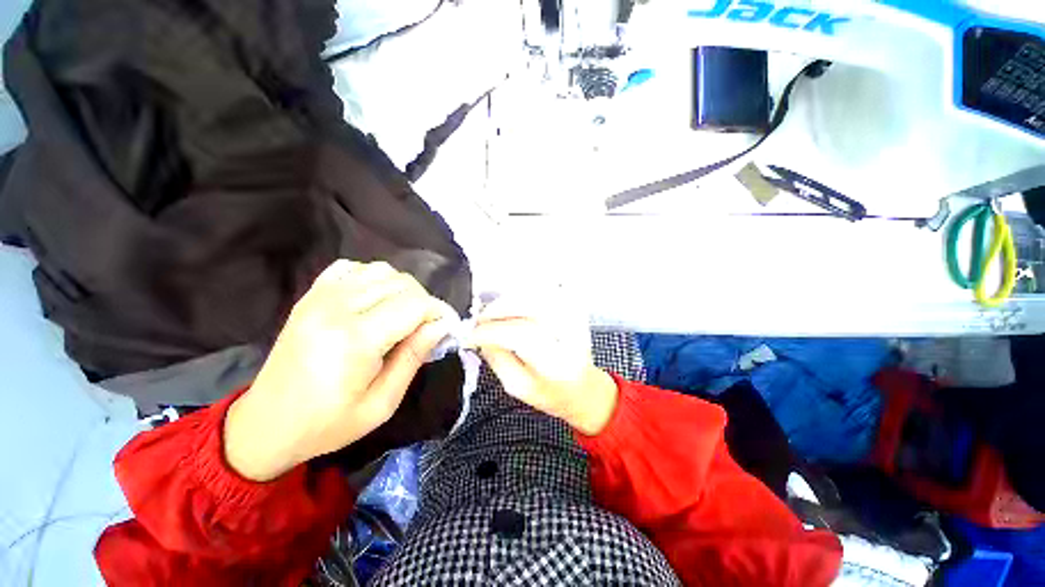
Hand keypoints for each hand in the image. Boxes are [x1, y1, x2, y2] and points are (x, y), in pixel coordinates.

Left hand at [224, 261, 454, 481]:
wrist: (267, 424)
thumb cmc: (329, 423)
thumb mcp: (383, 403)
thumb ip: (414, 358)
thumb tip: (441, 326)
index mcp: (356, 339)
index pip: (414, 304)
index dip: (438, 311)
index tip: (446, 327)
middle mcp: (337, 308)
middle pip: (401, 283)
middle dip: (424, 301)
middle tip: (426, 326)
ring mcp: (320, 297)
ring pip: (381, 270)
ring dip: (402, 289)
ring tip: (403, 314)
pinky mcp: (310, 296)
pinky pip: (353, 268)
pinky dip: (373, 278)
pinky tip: (375, 300)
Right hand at [470, 297, 618, 435]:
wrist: (583, 387)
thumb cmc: (550, 393)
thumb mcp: (517, 386)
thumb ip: (497, 358)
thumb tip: (480, 334)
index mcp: (558, 363)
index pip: (523, 335)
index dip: (492, 331)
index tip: (471, 334)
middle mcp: (571, 334)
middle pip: (530, 307)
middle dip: (497, 310)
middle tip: (479, 320)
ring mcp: (575, 316)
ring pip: (535, 294)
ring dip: (507, 300)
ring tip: (492, 314)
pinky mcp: (574, 306)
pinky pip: (543, 290)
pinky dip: (522, 294)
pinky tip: (512, 306)